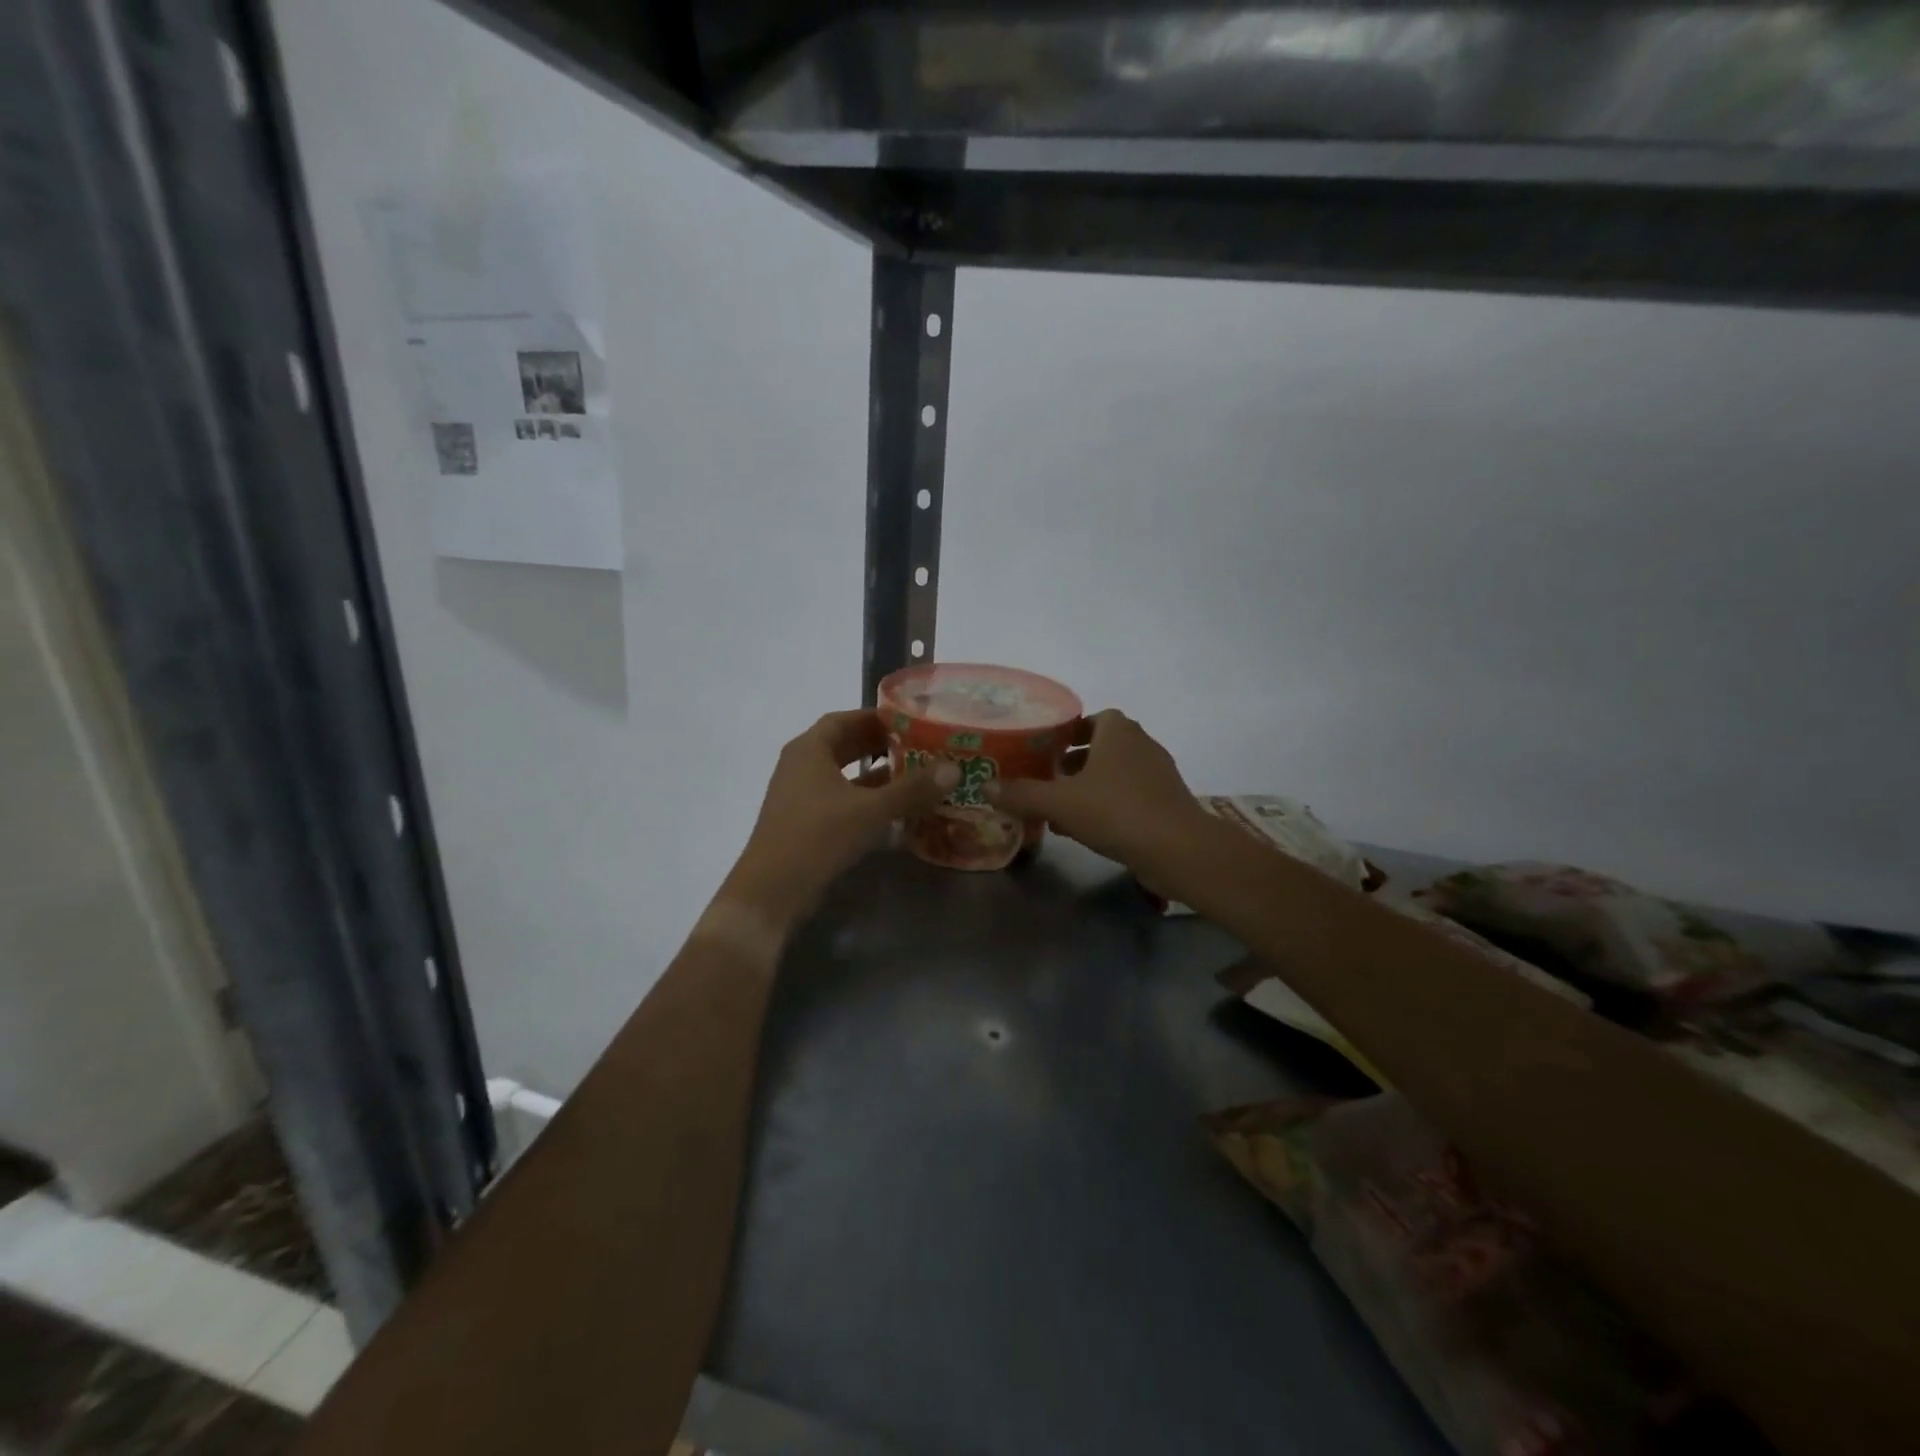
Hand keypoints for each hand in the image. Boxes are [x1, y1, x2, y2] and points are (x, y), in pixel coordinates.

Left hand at [720, 709, 954, 929]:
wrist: (771, 890)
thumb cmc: (817, 836)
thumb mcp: (869, 810)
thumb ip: (911, 788)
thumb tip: (954, 768)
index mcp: (809, 750)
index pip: (844, 719)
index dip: (875, 717)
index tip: (909, 720)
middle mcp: (800, 765)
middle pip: (843, 745)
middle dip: (879, 744)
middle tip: (917, 745)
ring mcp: (799, 795)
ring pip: (842, 774)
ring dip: (873, 772)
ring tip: (912, 773)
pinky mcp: (804, 822)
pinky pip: (839, 797)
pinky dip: (864, 797)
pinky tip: (892, 806)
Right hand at [984, 709, 1210, 876]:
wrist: (1179, 850)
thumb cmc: (1117, 811)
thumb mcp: (1060, 803)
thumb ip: (1022, 794)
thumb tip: (986, 786)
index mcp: (1118, 731)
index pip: (1090, 719)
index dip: (1067, 731)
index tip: (1044, 750)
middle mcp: (1141, 744)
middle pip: (1101, 746)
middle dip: (1073, 762)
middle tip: (1045, 779)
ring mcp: (1157, 774)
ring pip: (1114, 773)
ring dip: (1088, 786)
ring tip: (1058, 808)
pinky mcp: (1165, 803)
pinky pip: (1127, 796)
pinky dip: (1106, 805)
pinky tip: (1085, 829)